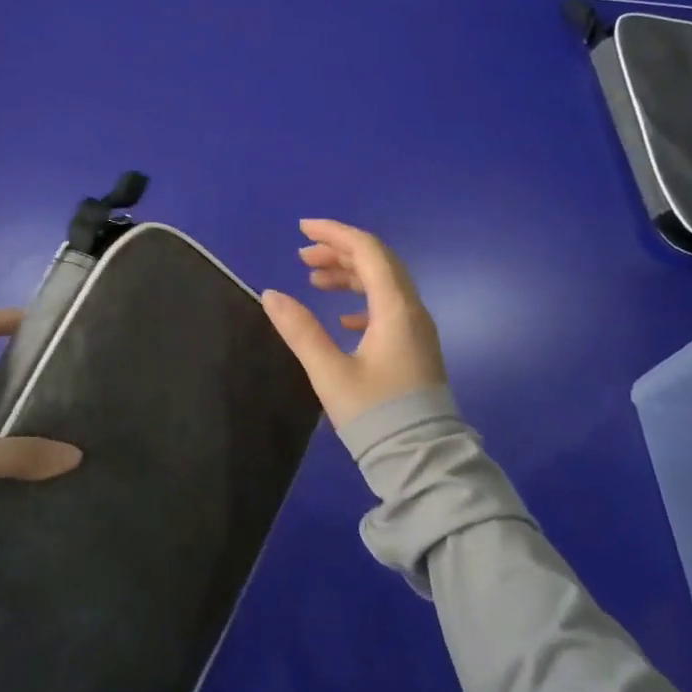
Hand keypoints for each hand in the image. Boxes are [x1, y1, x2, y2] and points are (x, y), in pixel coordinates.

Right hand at [261, 219, 447, 431]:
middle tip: (302, 257)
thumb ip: (300, 330)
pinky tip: (342, 318)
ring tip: (314, 281)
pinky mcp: (414, 348)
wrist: (421, 461)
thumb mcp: (329, 372)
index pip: (368, 251)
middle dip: (339, 252)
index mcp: (396, 309)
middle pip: (378, 262)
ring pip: (383, 284)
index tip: (302, 229)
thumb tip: (270, 294)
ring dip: (349, 275)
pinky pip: (388, 307)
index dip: (335, 234)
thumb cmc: (375, 414)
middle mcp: (412, 310)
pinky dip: (362, 300)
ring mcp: (417, 329)